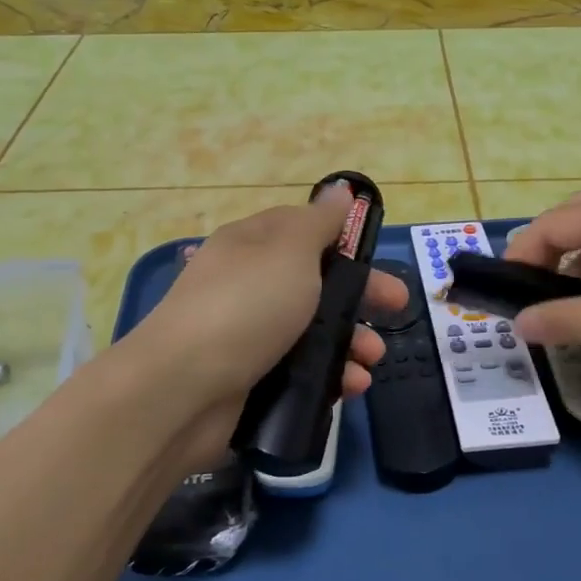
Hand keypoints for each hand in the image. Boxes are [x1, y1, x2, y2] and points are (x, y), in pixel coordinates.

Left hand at [126, 185, 406, 467]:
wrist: (183, 389)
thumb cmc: (246, 306)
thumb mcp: (289, 251)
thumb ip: (319, 223)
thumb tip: (337, 190)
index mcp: (253, 245)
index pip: (303, 231)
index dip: (342, 240)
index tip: (374, 256)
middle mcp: (250, 285)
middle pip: (316, 284)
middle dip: (360, 296)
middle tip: (397, 308)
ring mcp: (249, 335)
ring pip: (313, 332)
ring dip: (351, 342)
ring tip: (371, 360)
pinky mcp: (252, 380)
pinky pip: (302, 372)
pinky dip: (330, 377)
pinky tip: (350, 387)